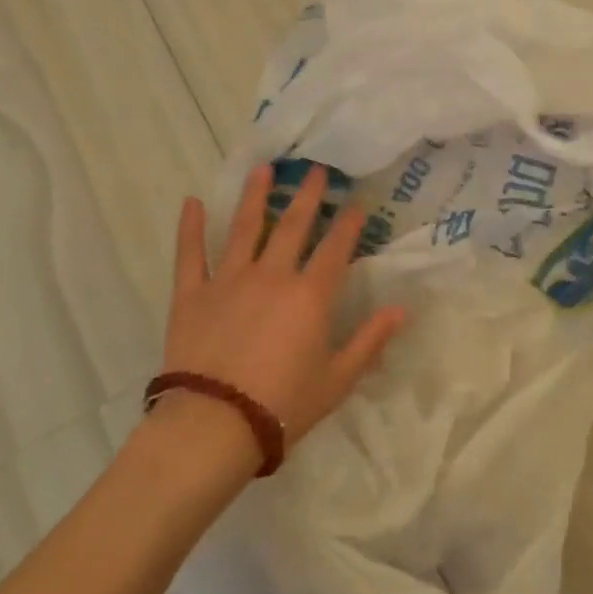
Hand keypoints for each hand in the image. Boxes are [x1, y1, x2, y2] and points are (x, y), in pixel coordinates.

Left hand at [161, 163, 405, 442]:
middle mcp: (272, 276)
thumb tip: (402, 309)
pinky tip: (191, 203)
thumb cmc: (283, 405)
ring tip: (263, 168)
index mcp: (310, 296)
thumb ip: (370, 340)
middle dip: (308, 196)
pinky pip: (190, 255)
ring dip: (255, 196)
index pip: (335, 249)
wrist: (214, 425)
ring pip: (244, 228)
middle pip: (292, 226)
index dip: (348, 225)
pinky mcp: (192, 295)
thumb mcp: (338, 379)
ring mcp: (228, 281)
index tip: (356, 203)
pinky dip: (190, 228)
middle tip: (317, 170)